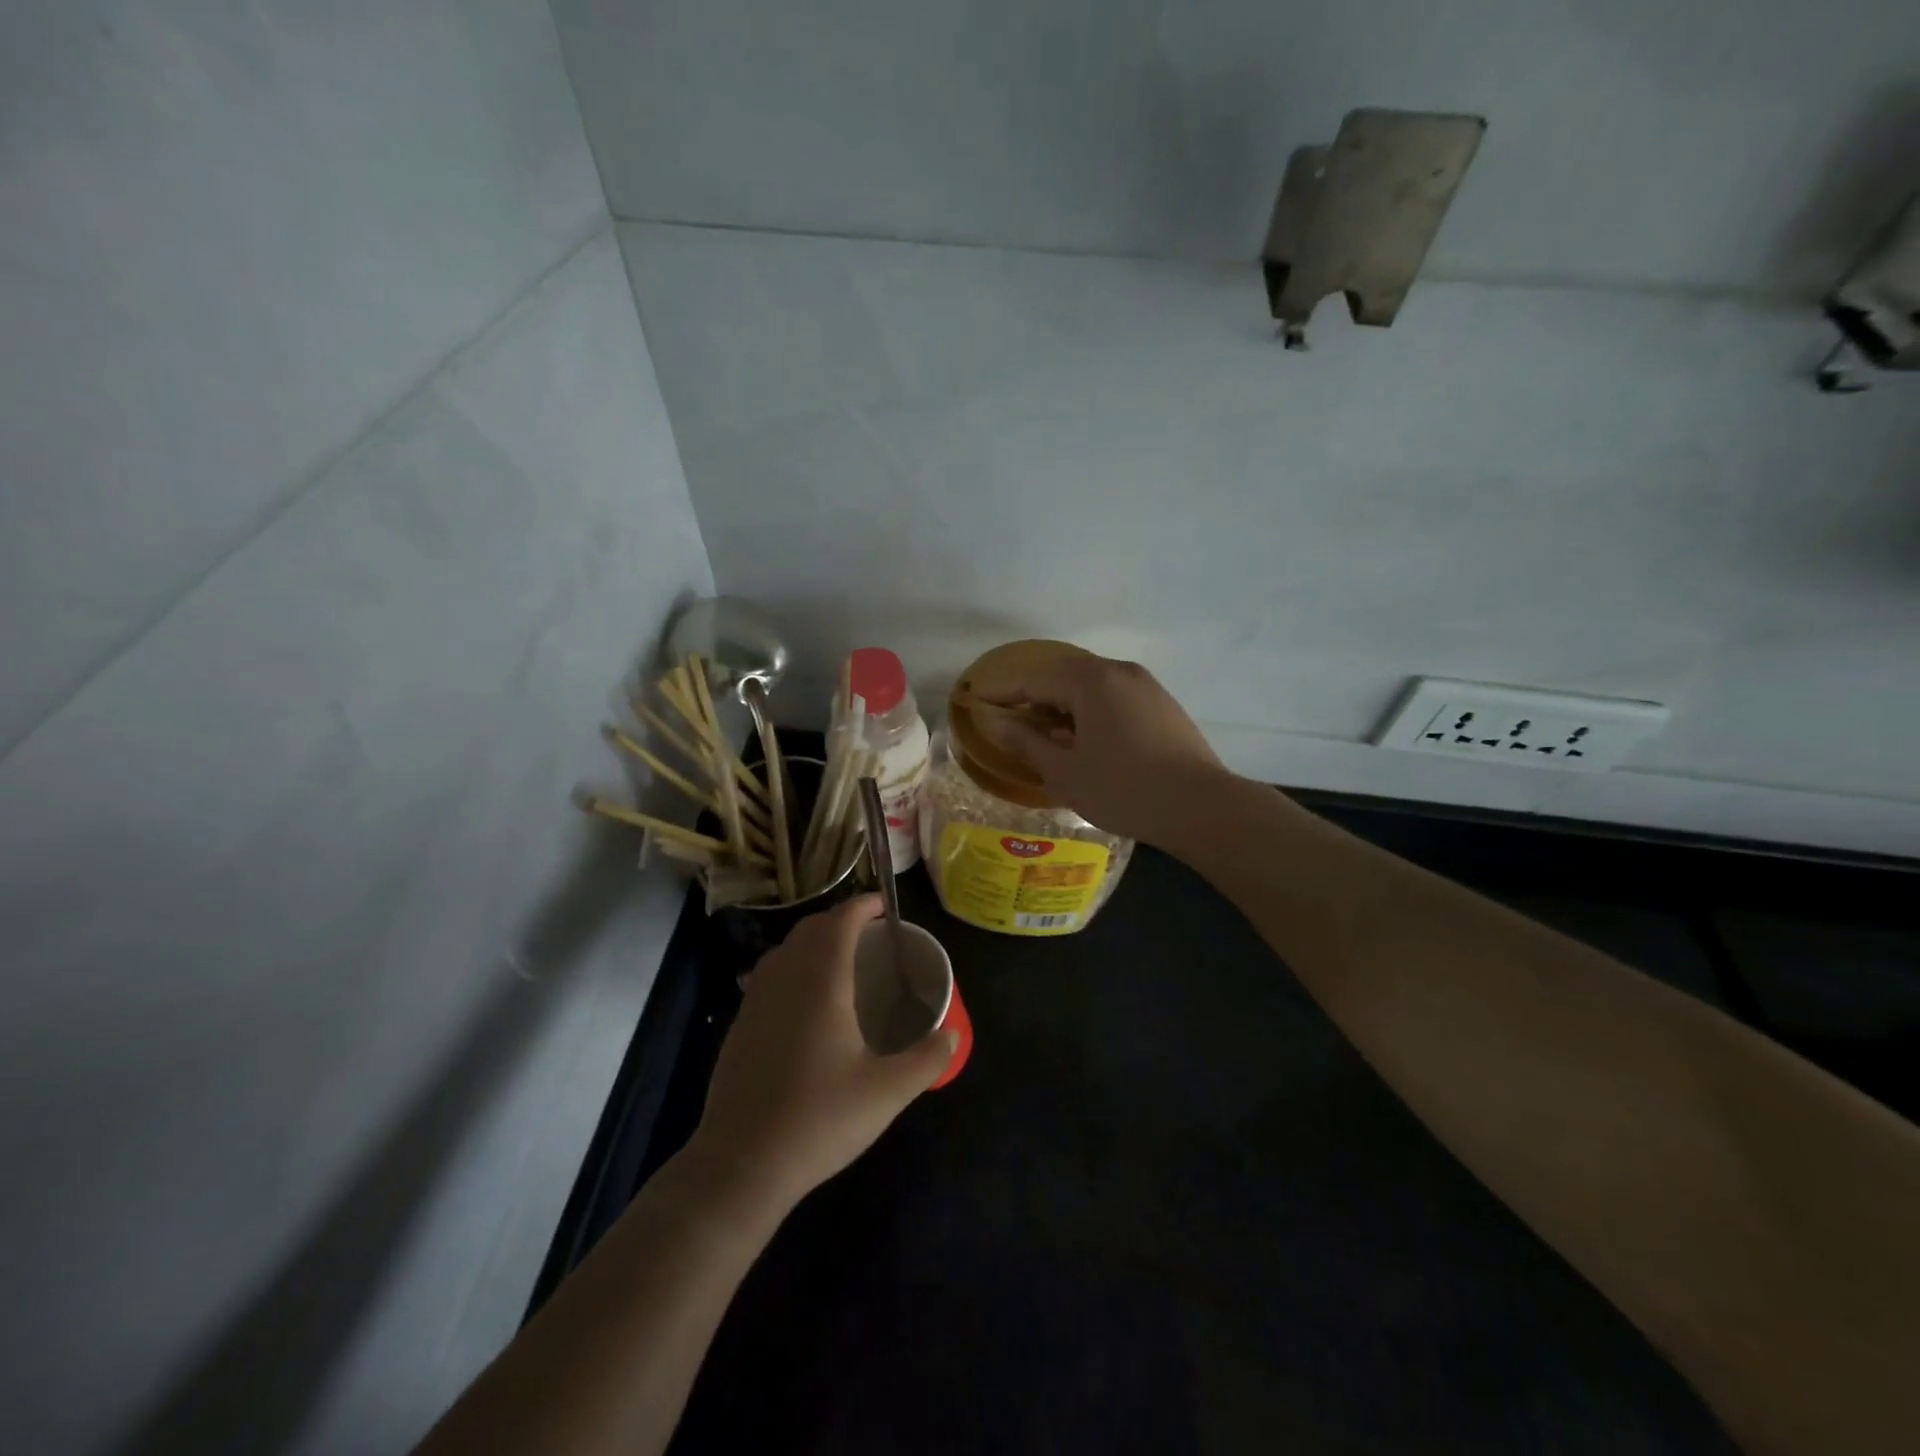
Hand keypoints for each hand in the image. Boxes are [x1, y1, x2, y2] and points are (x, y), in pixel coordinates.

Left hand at [690, 896, 956, 1210]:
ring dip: (812, 942)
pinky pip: (768, 976)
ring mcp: (756, 1002)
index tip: (883, 906)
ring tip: (839, 961)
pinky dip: (791, 967)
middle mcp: (785, 980)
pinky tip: (805, 1002)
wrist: (742, 1163)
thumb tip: (953, 1035)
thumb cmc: (820, 1119)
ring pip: (784, 950)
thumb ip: (927, 1059)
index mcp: (821, 983)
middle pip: (810, 929)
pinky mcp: (740, 1027)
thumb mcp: (887, 1092)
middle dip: (839, 920)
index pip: (840, 922)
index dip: (862, 906)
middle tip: (868, 934)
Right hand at [976, 653, 1230, 845]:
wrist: (1201, 807)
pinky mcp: (1161, 703)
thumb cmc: (1124, 790)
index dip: (1001, 690)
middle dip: (1030, 692)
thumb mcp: (1065, 771)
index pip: (1033, 679)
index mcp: (1091, 681)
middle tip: (1004, 713)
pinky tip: (1081, 734)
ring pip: (1089, 683)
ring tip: (1039, 727)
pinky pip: (1111, 694)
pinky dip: (1087, 707)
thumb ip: (1025, 741)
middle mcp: (1118, 671)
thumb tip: (993, 721)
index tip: (974, 698)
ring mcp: (1144, 685)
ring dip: (1059, 700)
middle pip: (1062, 673)